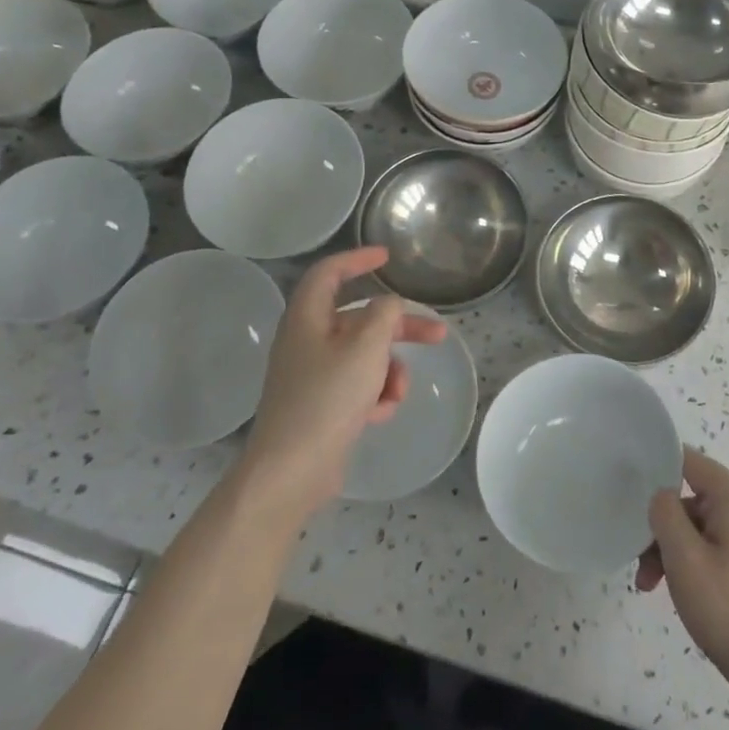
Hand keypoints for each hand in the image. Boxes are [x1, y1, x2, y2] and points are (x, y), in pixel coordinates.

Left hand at [240, 246, 447, 519]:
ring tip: (397, 394)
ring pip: (363, 357)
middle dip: (399, 329)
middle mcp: (306, 341)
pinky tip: (379, 415)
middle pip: (359, 320)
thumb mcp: (366, 348)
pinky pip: (356, 386)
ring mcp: (312, 376)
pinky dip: (374, 395)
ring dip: (389, 371)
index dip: (357, 259)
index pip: (329, 273)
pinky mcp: (320, 406)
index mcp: (307, 318)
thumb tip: (387, 306)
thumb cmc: (327, 399)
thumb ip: (384, 315)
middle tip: (437, 333)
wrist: (291, 472)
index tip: (387, 257)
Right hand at [637, 449, 728, 700]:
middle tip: (641, 566)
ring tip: (652, 588)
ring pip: (702, 529)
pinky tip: (683, 595)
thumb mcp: (684, 558)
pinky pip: (719, 549)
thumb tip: (662, 496)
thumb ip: (665, 513)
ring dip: (674, 551)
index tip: (629, 491)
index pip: (690, 461)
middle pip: (693, 500)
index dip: (657, 468)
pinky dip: (696, 564)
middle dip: (662, 528)